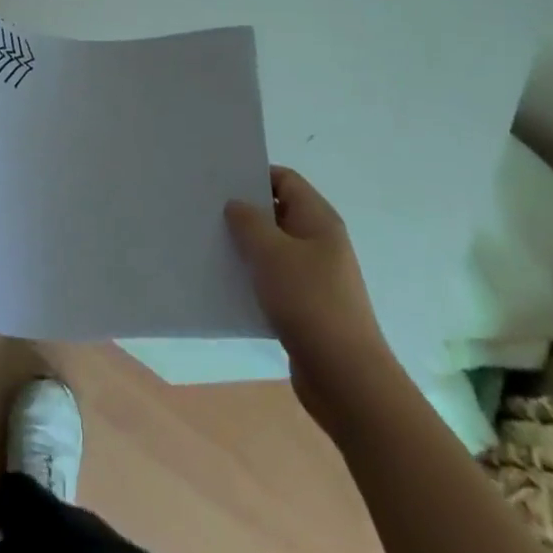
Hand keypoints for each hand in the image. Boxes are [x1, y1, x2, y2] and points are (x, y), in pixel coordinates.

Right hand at [226, 168, 388, 404]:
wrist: (345, 377)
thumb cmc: (309, 302)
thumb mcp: (271, 253)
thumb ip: (249, 222)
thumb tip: (236, 204)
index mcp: (318, 220)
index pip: (285, 180)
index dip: (254, 175)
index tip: (219, 181)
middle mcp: (319, 242)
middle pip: (278, 213)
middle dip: (244, 212)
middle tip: (207, 211)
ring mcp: (315, 276)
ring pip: (273, 249)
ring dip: (245, 247)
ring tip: (209, 244)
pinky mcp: (306, 306)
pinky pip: (274, 280)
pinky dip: (253, 278)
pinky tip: (226, 283)